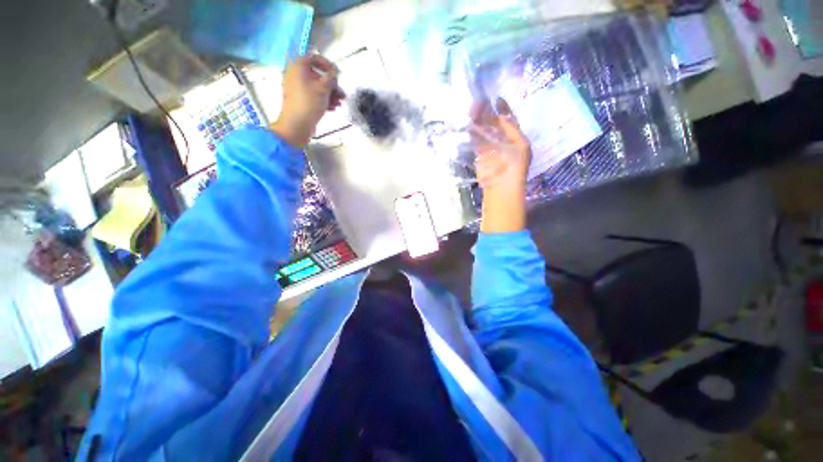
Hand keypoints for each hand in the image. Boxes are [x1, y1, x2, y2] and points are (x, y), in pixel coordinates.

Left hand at [271, 54, 344, 146]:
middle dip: (331, 85)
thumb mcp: (323, 88)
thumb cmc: (309, 102)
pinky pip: (313, 96)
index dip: (328, 65)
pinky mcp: (300, 100)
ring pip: (317, 87)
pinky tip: (333, 108)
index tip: (338, 75)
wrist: (296, 123)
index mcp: (298, 66)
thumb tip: (334, 74)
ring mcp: (297, 88)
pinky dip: (323, 100)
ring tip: (339, 103)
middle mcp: (296, 74)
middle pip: (317, 75)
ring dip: (330, 94)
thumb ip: (331, 78)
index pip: (314, 58)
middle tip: (341, 93)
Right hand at [469, 98, 531, 232]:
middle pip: (494, 123)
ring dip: (479, 120)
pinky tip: (468, 122)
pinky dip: (472, 131)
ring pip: (484, 130)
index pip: (509, 119)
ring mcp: (490, 147)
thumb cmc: (515, 165)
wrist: (502, 186)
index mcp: (516, 138)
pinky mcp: (479, 155)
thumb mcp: (520, 144)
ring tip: (472, 108)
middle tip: (479, 102)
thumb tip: (499, 114)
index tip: (496, 98)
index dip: (503, 108)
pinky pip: (476, 140)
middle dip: (488, 112)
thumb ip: (510, 129)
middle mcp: (503, 141)